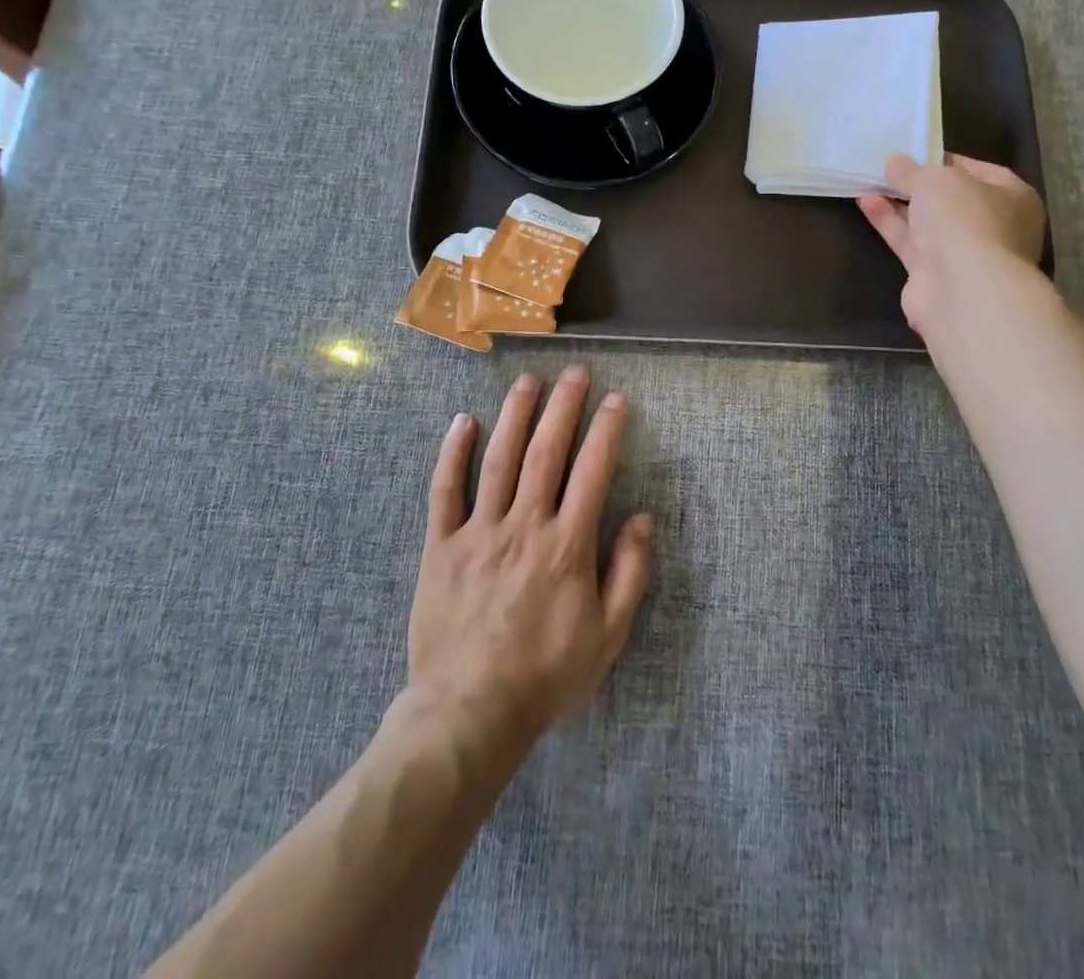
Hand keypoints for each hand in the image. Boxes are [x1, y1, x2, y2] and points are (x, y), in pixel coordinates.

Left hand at [407, 367, 654, 751]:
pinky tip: (462, 422)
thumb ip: (629, 573)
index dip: (606, 430)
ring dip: (514, 415)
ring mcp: (478, 532)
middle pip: (545, 452)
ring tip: (528, 381)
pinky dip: (453, 454)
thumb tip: (643, 518)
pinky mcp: (440, 547)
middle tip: (574, 372)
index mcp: (567, 545)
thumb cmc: (546, 675)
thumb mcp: (608, 635)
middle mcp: (524, 526)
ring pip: (498, 460)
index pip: (592, 471)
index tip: (616, 399)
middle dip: (562, 407)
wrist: (470, 713)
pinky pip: (444, 491)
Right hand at [858, 153, 1045, 341]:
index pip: (977, 170)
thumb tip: (895, 164)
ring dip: (898, 203)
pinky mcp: (934, 275)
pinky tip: (866, 203)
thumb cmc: (964, 220)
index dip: (943, 160)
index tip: (913, 153)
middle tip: (887, 169)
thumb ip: (912, 171)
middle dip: (918, 185)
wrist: (962, 290)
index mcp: (1012, 197)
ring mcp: (964, 254)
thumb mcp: (935, 180)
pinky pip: (909, 242)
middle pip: (950, 200)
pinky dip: (890, 223)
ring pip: (927, 223)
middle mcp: (993, 226)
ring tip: (868, 182)